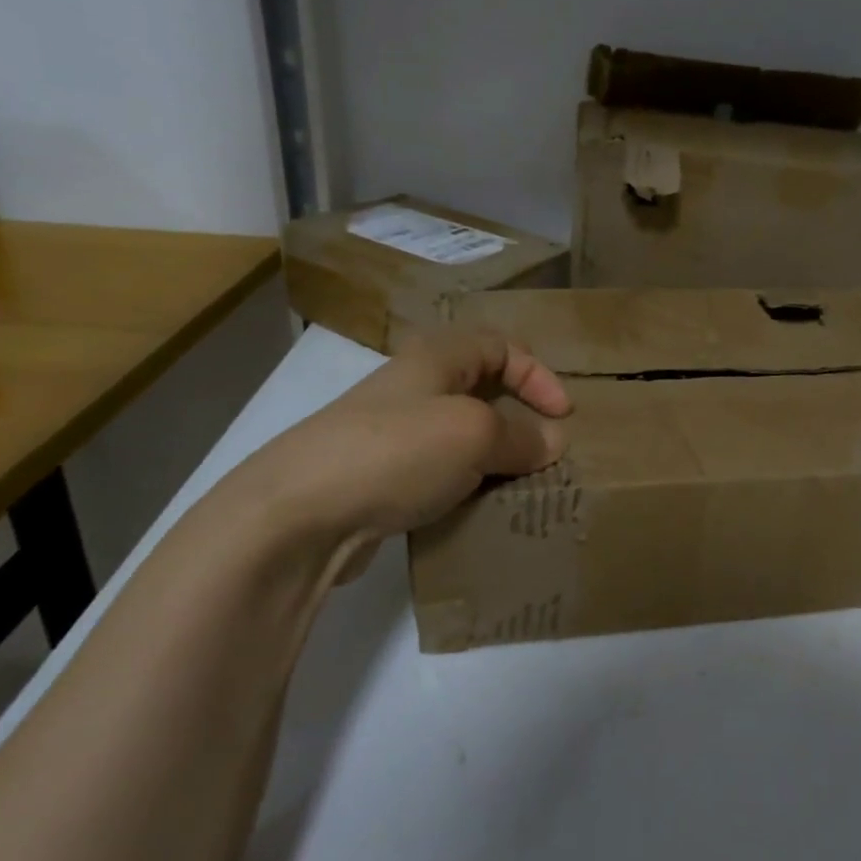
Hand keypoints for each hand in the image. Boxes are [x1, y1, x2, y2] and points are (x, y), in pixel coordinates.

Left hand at [216, 328, 571, 564]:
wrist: (296, 514)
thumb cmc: (396, 451)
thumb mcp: (473, 434)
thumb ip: (520, 436)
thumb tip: (553, 442)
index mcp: (434, 359)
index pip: (500, 346)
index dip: (538, 374)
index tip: (563, 415)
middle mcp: (411, 389)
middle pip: (479, 389)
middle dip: (518, 417)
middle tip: (544, 452)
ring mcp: (389, 435)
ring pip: (458, 435)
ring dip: (492, 457)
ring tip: (517, 486)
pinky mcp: (376, 480)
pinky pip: (436, 474)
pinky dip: (463, 486)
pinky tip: (474, 511)